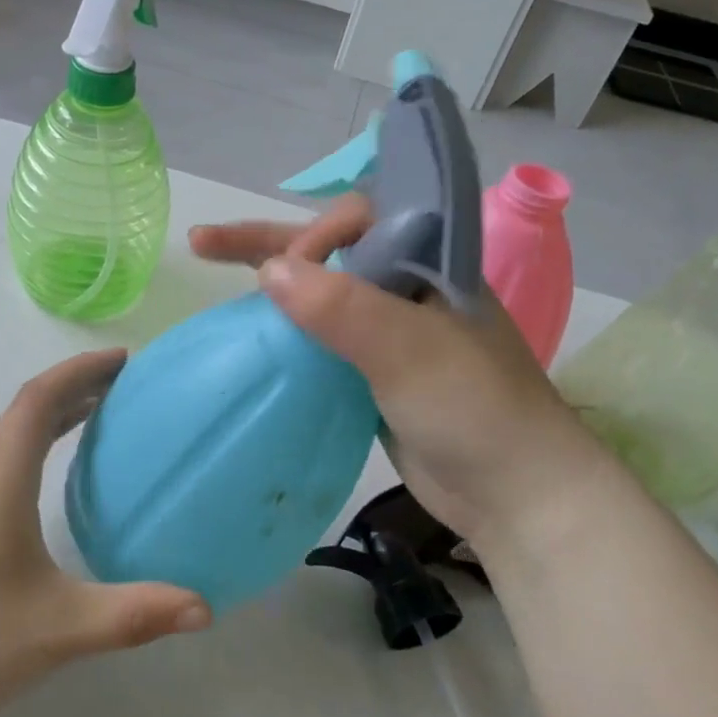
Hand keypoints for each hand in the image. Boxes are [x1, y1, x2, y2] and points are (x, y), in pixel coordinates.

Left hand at [0, 350, 210, 716]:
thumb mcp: (61, 632)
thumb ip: (134, 616)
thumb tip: (205, 609)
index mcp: (0, 486)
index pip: (37, 402)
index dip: (80, 370)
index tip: (124, 360)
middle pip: (25, 408)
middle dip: (75, 383)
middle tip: (126, 382)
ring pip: (12, 433)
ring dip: (56, 409)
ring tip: (102, 410)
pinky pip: (5, 458)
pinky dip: (39, 439)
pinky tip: (58, 470)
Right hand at [191, 198, 607, 544]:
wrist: (514, 496)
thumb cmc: (473, 409)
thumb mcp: (408, 350)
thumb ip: (342, 308)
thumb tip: (269, 270)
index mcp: (429, 262)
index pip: (360, 220)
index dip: (317, 236)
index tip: (291, 274)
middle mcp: (406, 286)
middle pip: (329, 249)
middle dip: (267, 242)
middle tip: (204, 243)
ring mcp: (389, 330)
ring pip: (319, 292)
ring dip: (269, 281)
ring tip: (209, 265)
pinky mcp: (373, 370)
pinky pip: (320, 336)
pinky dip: (285, 329)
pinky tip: (252, 332)